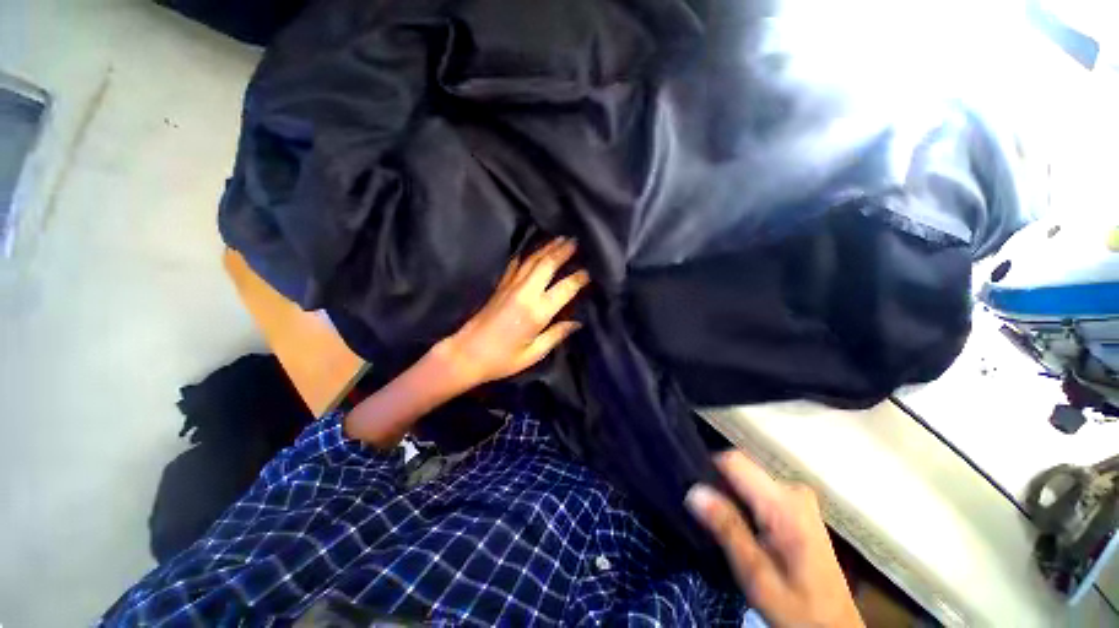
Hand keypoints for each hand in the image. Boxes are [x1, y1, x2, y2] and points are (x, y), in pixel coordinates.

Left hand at [437, 237, 589, 387]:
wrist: (465, 354)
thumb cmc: (502, 359)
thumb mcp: (533, 354)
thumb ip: (556, 335)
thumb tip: (576, 323)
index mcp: (537, 312)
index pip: (564, 288)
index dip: (579, 278)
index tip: (588, 272)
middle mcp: (525, 293)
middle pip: (547, 265)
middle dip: (562, 251)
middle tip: (575, 241)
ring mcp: (510, 287)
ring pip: (532, 260)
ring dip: (547, 248)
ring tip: (560, 238)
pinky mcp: (500, 286)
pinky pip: (516, 265)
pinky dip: (526, 256)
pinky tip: (532, 250)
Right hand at [686, 452, 862, 627]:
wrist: (833, 627)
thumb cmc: (796, 608)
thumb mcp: (756, 575)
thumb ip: (727, 529)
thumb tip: (694, 491)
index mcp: (784, 504)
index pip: (734, 461)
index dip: (710, 470)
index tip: (697, 495)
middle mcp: (793, 490)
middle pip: (741, 468)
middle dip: (721, 487)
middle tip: (710, 519)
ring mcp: (799, 496)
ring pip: (749, 477)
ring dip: (733, 495)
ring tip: (727, 526)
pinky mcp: (799, 504)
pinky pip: (760, 488)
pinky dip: (746, 501)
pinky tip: (746, 527)